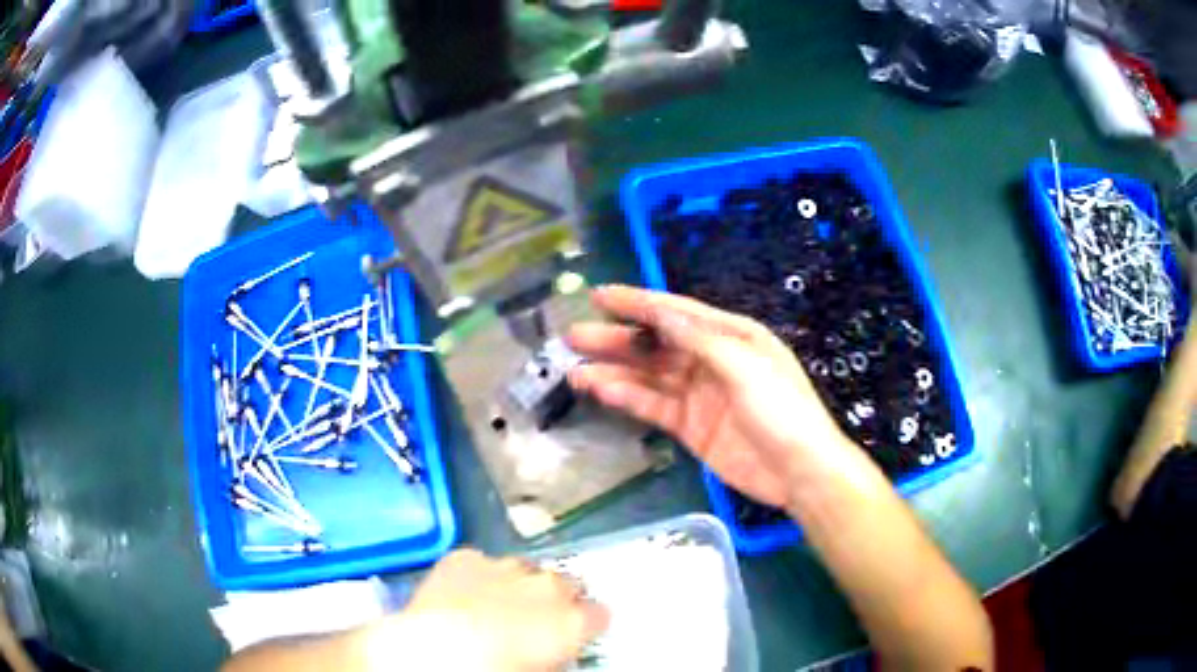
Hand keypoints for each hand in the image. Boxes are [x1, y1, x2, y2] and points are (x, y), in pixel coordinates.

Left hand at [389, 549, 608, 671]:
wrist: (442, 649)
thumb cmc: (499, 669)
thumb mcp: (543, 668)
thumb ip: (557, 652)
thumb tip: (551, 651)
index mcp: (574, 619)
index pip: (598, 614)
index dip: (586, 623)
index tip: (574, 633)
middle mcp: (546, 586)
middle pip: (564, 583)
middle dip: (555, 597)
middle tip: (534, 619)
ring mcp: (505, 567)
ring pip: (523, 568)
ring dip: (517, 583)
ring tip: (496, 604)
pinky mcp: (464, 558)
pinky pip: (479, 562)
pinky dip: (476, 574)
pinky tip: (463, 592)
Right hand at [566, 285, 855, 508]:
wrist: (799, 471)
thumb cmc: (782, 410)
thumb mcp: (745, 366)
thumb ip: (701, 340)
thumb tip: (662, 313)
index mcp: (731, 336)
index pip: (676, 312)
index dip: (637, 302)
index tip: (599, 296)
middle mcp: (711, 359)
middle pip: (656, 343)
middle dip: (617, 338)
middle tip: (574, 335)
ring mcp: (699, 395)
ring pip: (649, 376)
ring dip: (614, 370)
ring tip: (574, 368)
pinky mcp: (690, 426)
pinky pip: (653, 406)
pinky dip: (627, 397)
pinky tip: (600, 391)